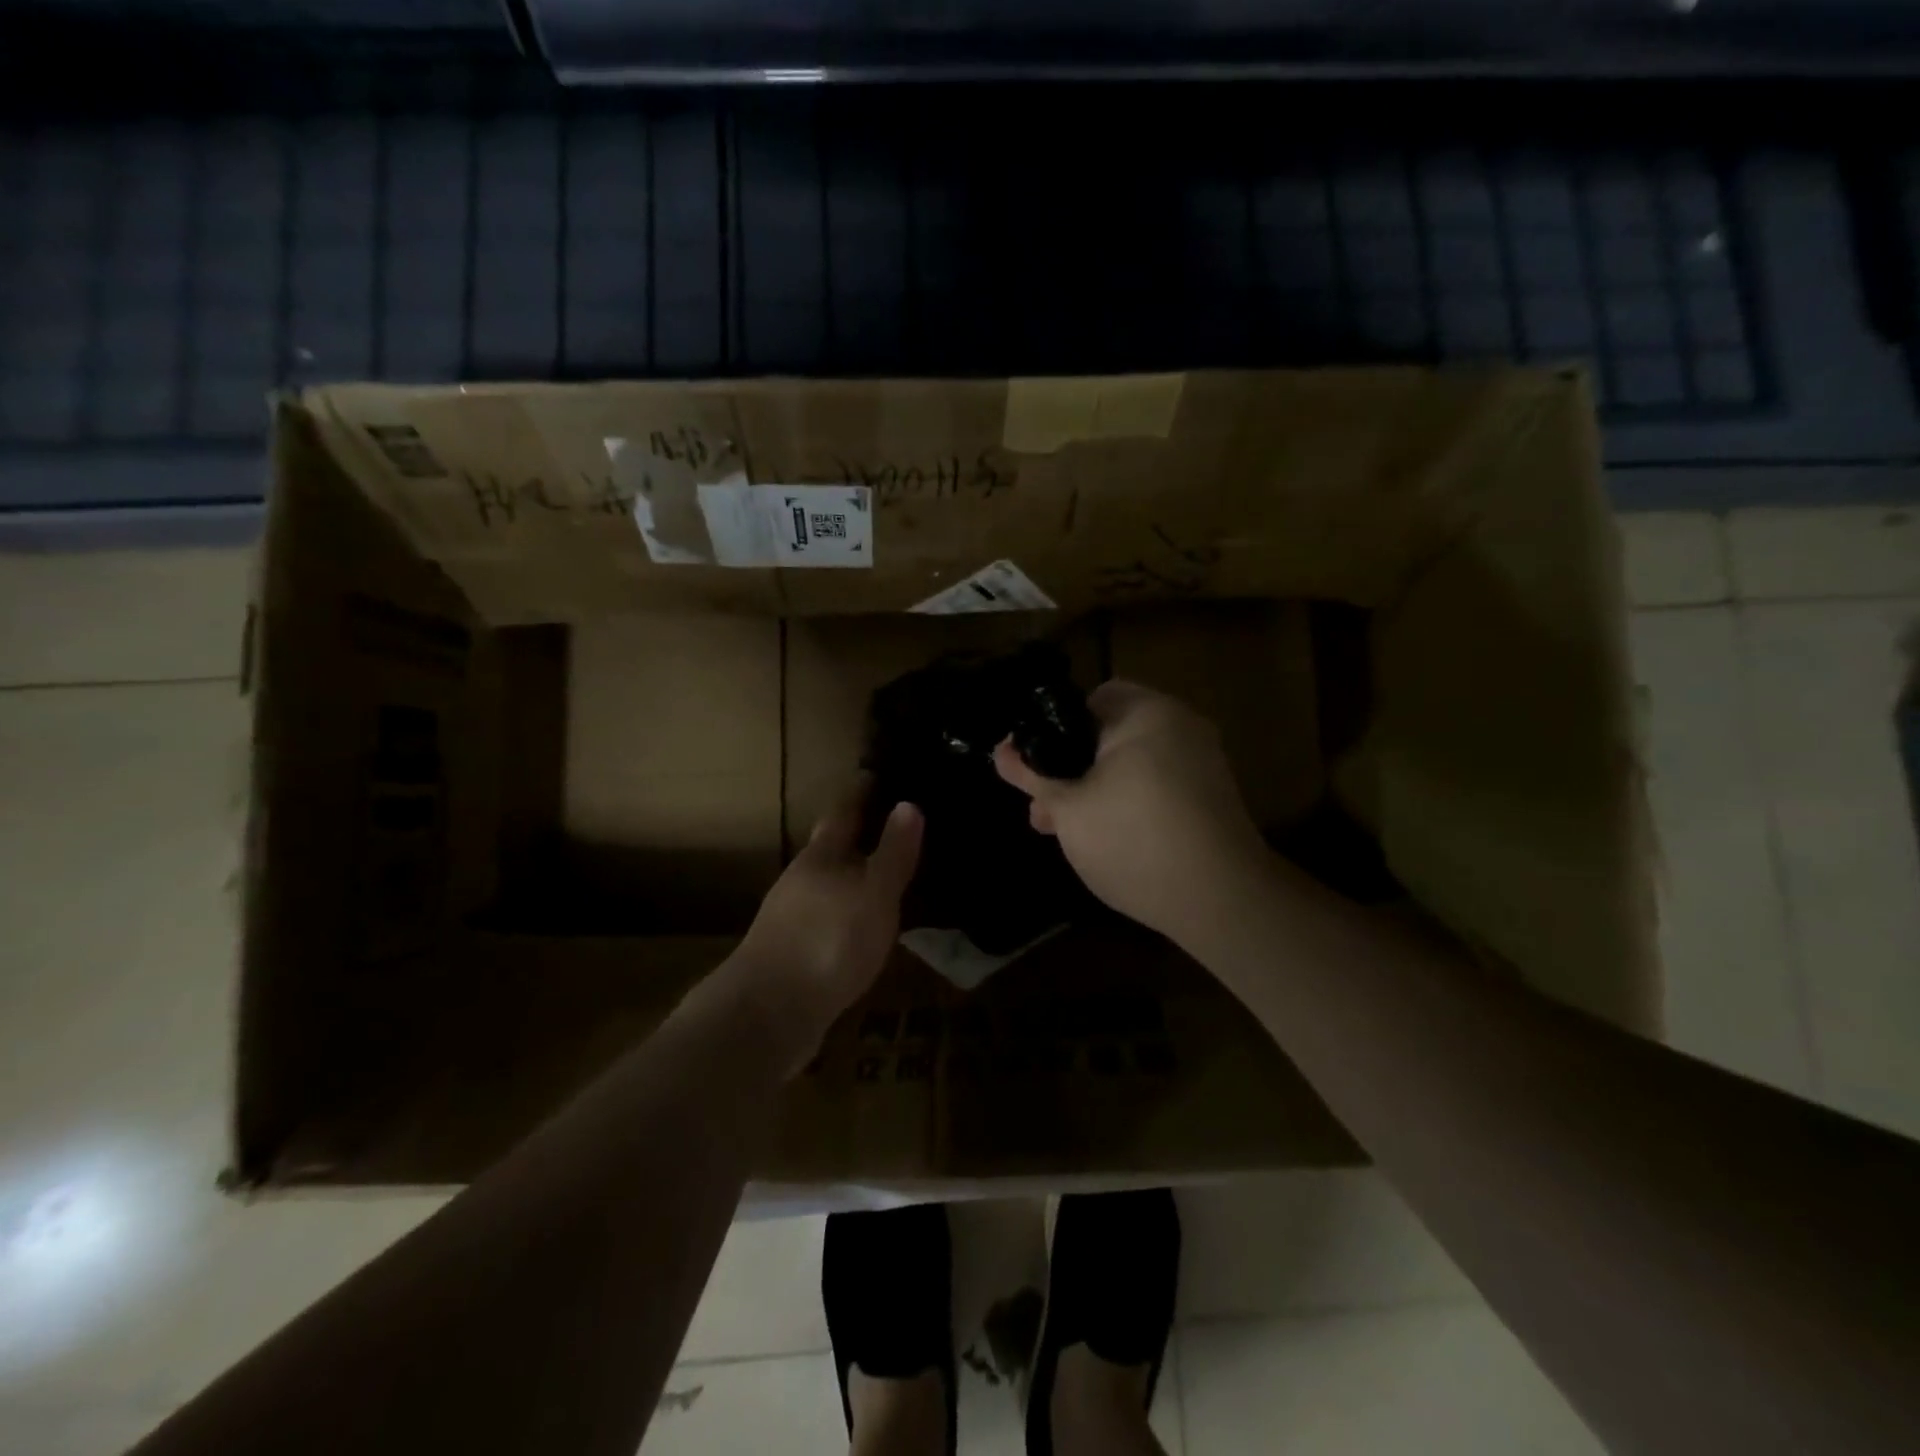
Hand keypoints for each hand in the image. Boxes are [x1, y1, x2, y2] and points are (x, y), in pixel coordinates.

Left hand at [734, 779, 922, 1061]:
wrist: (768, 1014)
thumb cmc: (828, 941)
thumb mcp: (874, 894)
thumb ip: (893, 853)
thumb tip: (908, 803)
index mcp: (821, 857)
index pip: (843, 812)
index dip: (860, 793)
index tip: (874, 774)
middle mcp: (800, 880)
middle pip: (829, 848)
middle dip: (855, 836)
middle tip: (887, 825)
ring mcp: (790, 918)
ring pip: (826, 885)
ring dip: (849, 876)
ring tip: (880, 876)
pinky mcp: (790, 953)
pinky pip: (824, 918)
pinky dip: (844, 911)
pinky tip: (858, 926)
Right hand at [993, 681, 1265, 942]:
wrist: (1220, 900)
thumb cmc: (1133, 839)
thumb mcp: (1068, 808)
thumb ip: (1032, 774)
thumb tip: (1000, 750)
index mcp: (1147, 712)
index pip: (1089, 699)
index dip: (1051, 729)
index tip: (1032, 767)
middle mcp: (1180, 727)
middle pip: (1108, 735)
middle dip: (1068, 770)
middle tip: (1041, 809)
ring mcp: (1201, 763)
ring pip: (1129, 765)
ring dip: (1092, 791)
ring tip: (1061, 831)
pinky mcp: (1210, 798)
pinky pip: (1155, 786)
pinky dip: (1126, 803)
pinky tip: (1103, 840)